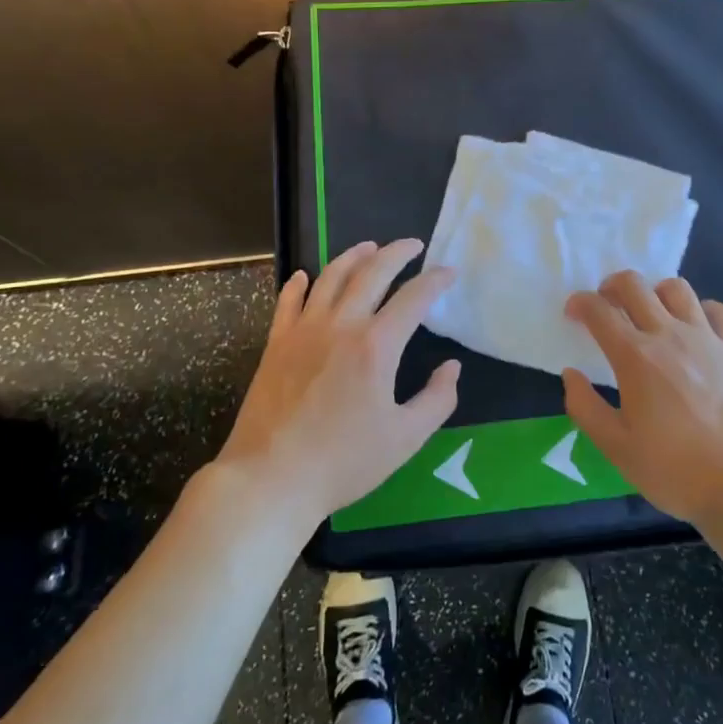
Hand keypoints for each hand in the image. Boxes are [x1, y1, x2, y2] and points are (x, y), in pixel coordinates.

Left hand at [219, 240, 459, 522]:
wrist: (270, 478)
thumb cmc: (344, 462)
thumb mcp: (406, 438)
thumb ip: (437, 399)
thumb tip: (452, 367)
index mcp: (377, 345)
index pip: (414, 298)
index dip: (435, 280)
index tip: (449, 272)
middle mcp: (341, 325)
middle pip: (372, 272)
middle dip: (397, 252)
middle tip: (414, 245)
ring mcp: (304, 330)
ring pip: (330, 277)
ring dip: (353, 256)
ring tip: (369, 247)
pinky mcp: (276, 343)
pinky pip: (289, 300)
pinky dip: (300, 283)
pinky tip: (306, 275)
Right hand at [562, 272, 722, 529]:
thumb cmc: (674, 469)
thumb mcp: (616, 448)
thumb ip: (585, 407)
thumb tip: (571, 374)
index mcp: (635, 357)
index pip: (599, 311)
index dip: (580, 303)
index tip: (573, 313)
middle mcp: (668, 335)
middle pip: (634, 286)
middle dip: (611, 286)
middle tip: (606, 306)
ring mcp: (706, 338)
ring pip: (676, 289)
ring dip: (654, 292)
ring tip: (649, 313)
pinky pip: (718, 310)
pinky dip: (700, 309)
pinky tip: (694, 326)